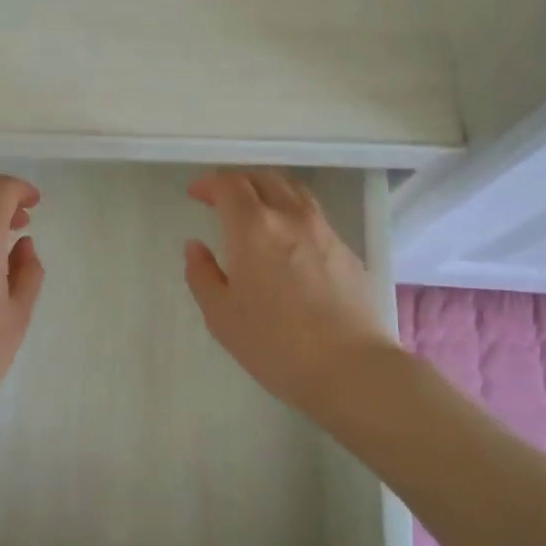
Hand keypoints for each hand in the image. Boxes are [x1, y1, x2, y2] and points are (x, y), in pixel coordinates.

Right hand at [184, 170, 394, 416]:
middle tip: (221, 199)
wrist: (350, 367)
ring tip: (255, 209)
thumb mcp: (221, 316)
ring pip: (292, 190)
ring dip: (267, 189)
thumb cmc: (275, 344)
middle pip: (263, 178)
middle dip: (237, 182)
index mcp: (253, 228)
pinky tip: (286, 237)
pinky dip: (291, 210)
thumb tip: (195, 246)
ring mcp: (323, 229)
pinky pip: (313, 212)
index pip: (229, 184)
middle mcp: (290, 216)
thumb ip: (202, 274)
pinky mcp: (345, 247)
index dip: (209, 183)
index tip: (197, 195)